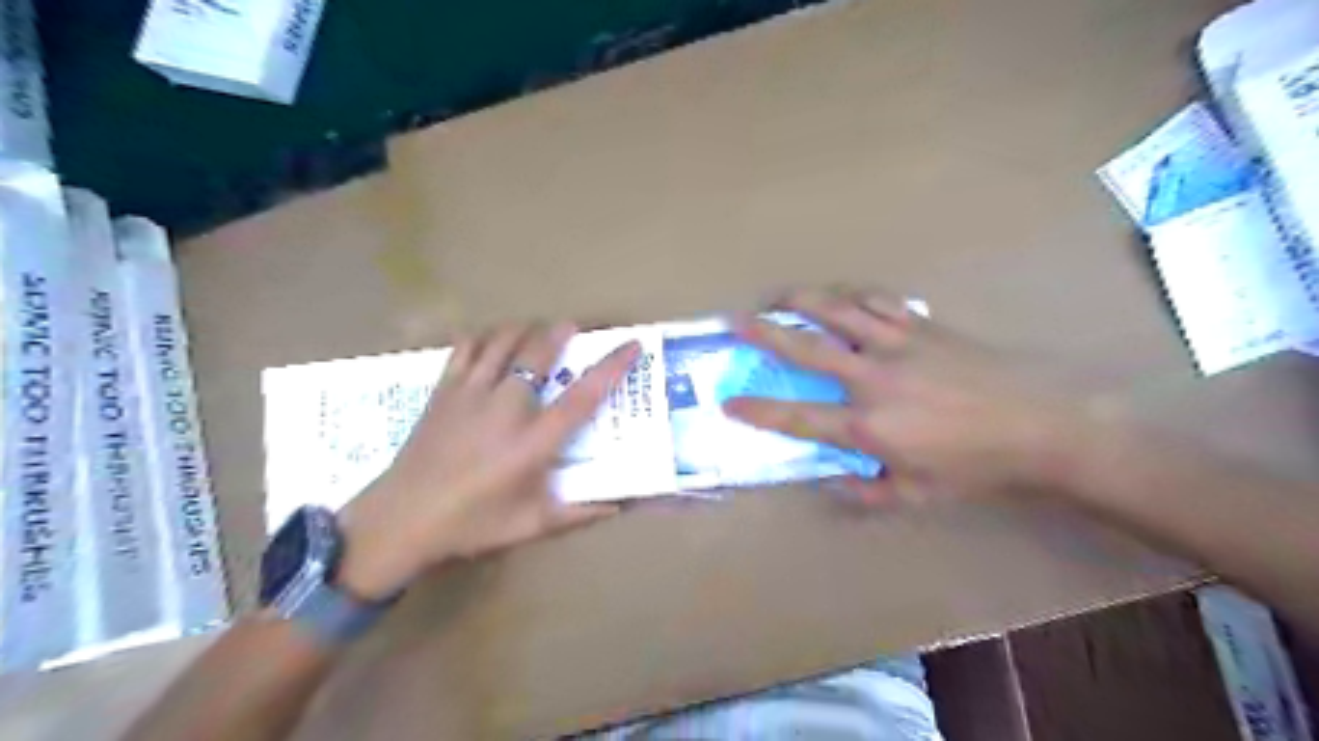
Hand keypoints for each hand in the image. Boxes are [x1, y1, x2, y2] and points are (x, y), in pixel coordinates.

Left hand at [335, 323, 640, 600]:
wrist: (400, 520)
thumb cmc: (471, 525)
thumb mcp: (530, 525)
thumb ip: (578, 513)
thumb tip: (619, 505)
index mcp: (532, 443)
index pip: (582, 397)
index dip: (611, 368)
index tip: (631, 345)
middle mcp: (505, 409)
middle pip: (539, 353)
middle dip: (560, 333)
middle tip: (574, 328)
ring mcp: (470, 394)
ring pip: (502, 342)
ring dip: (525, 329)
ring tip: (537, 329)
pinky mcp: (443, 390)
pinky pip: (466, 348)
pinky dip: (484, 337)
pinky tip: (492, 341)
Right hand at [720, 291, 1091, 509]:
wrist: (1044, 426)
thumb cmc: (978, 468)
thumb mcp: (918, 495)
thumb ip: (867, 492)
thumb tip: (829, 483)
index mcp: (869, 425)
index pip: (798, 417)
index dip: (758, 411)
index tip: (728, 403)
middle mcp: (873, 378)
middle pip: (806, 347)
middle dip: (763, 333)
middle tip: (734, 320)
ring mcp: (898, 344)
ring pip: (838, 310)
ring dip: (802, 300)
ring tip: (779, 295)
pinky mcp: (923, 326)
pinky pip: (879, 301)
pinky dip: (853, 296)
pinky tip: (842, 296)